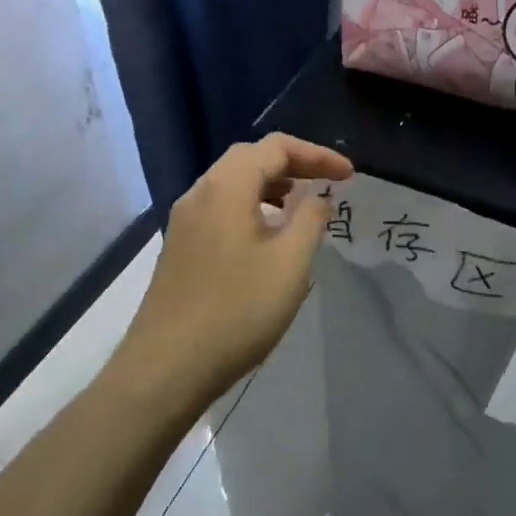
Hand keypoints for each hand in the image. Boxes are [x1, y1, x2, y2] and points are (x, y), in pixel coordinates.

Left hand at [123, 133, 353, 406]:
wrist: (167, 367)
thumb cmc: (237, 311)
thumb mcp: (290, 264)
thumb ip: (310, 220)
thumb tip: (317, 197)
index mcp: (226, 188)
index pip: (276, 147)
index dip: (317, 154)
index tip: (349, 176)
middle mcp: (200, 194)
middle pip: (250, 158)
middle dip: (294, 163)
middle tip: (327, 182)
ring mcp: (184, 221)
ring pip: (232, 183)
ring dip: (271, 185)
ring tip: (302, 205)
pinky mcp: (180, 247)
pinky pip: (220, 208)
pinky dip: (252, 206)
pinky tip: (268, 235)